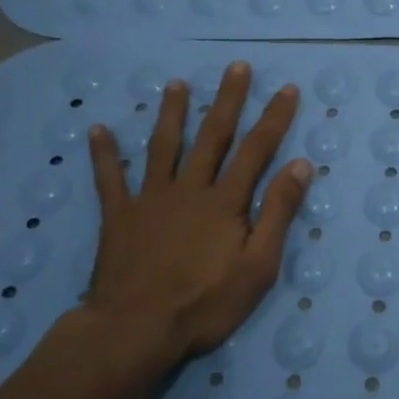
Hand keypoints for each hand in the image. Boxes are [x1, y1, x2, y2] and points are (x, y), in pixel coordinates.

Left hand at [82, 61, 310, 380]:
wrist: (135, 331)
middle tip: (236, 67)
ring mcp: (151, 199)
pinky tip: (98, 130)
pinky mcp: (119, 217)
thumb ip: (278, 213)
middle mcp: (190, 189)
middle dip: (227, 99)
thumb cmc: (205, 303)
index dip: (273, 118)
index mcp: (225, 201)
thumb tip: (300, 165)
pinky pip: (109, 179)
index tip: (286, 89)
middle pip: (212, 136)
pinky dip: (104, 155)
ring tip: (175, 84)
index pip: (256, 150)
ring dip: (171, 113)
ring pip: (163, 146)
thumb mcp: (258, 266)